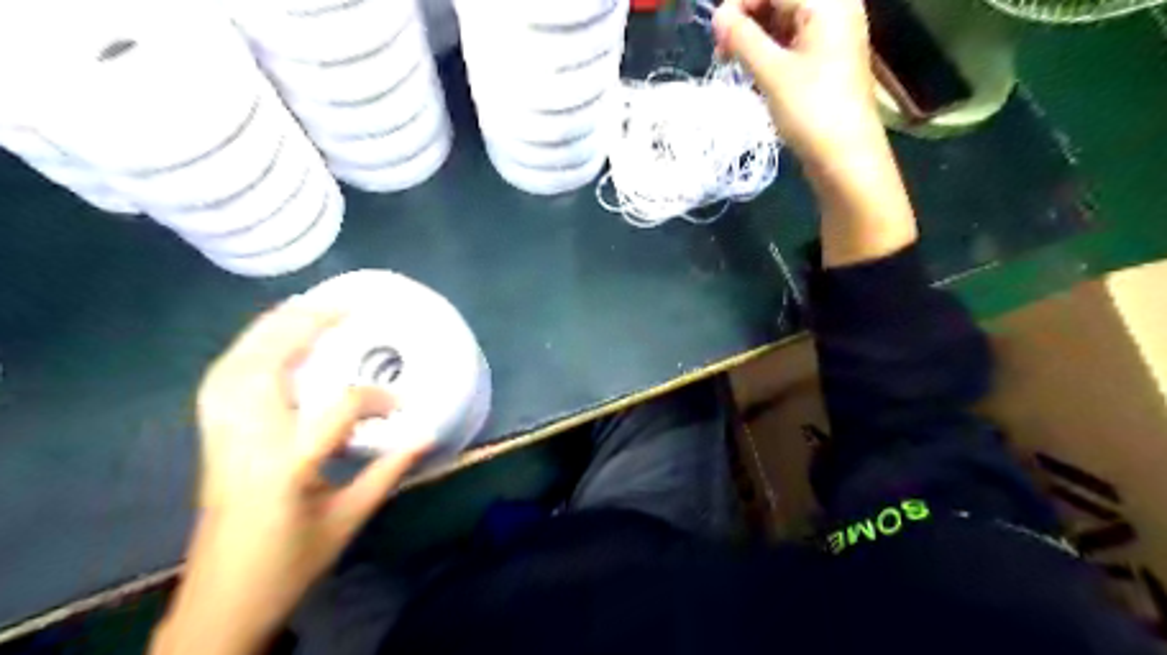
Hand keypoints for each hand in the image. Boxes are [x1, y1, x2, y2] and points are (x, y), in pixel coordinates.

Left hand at [150, 301, 429, 654]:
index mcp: (288, 466)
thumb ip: (389, 471)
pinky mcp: (211, 440)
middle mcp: (247, 442)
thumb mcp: (349, 519)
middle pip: (264, 365)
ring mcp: (220, 439)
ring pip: (234, 366)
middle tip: (342, 306)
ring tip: (306, 311)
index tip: (400, 402)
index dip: (374, 397)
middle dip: (304, 327)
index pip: (337, 408)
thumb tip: (425, 435)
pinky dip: (246, 351)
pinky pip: (221, 381)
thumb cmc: (291, 564)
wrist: (220, 603)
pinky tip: (268, 344)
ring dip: (270, 330)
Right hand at [713, 0, 884, 165]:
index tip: (715, 32)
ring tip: (733, 63)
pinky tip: (754, 70)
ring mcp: (832, 36)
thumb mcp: (771, 73)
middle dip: (748, 19)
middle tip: (722, 51)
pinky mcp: (827, 60)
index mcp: (827, 2)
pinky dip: (770, 51)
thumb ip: (742, 39)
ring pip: (784, 22)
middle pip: (781, 1)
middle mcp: (835, 10)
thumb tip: (718, 15)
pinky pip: (793, 42)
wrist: (845, 157)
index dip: (740, 3)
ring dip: (756, 37)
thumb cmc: (811, 110)